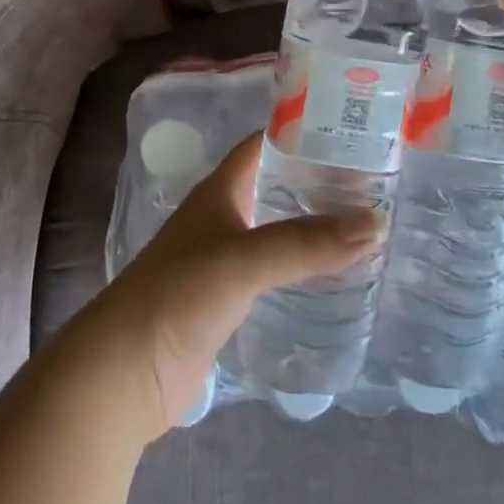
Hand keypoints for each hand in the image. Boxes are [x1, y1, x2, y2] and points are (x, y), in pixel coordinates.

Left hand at [80, 133, 384, 439]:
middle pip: (273, 187)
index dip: (300, 133)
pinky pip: (272, 274)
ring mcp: (222, 261)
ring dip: (312, 228)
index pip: (262, 145)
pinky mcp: (226, 302)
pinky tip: (335, 278)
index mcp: (218, 192)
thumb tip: (377, 222)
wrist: (126, 371)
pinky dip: (301, 269)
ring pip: (275, 232)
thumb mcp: (244, 259)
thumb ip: (305, 242)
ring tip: (366, 227)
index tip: (351, 133)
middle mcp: (220, 218)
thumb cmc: (179, 295)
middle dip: (316, 183)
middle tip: (374, 185)